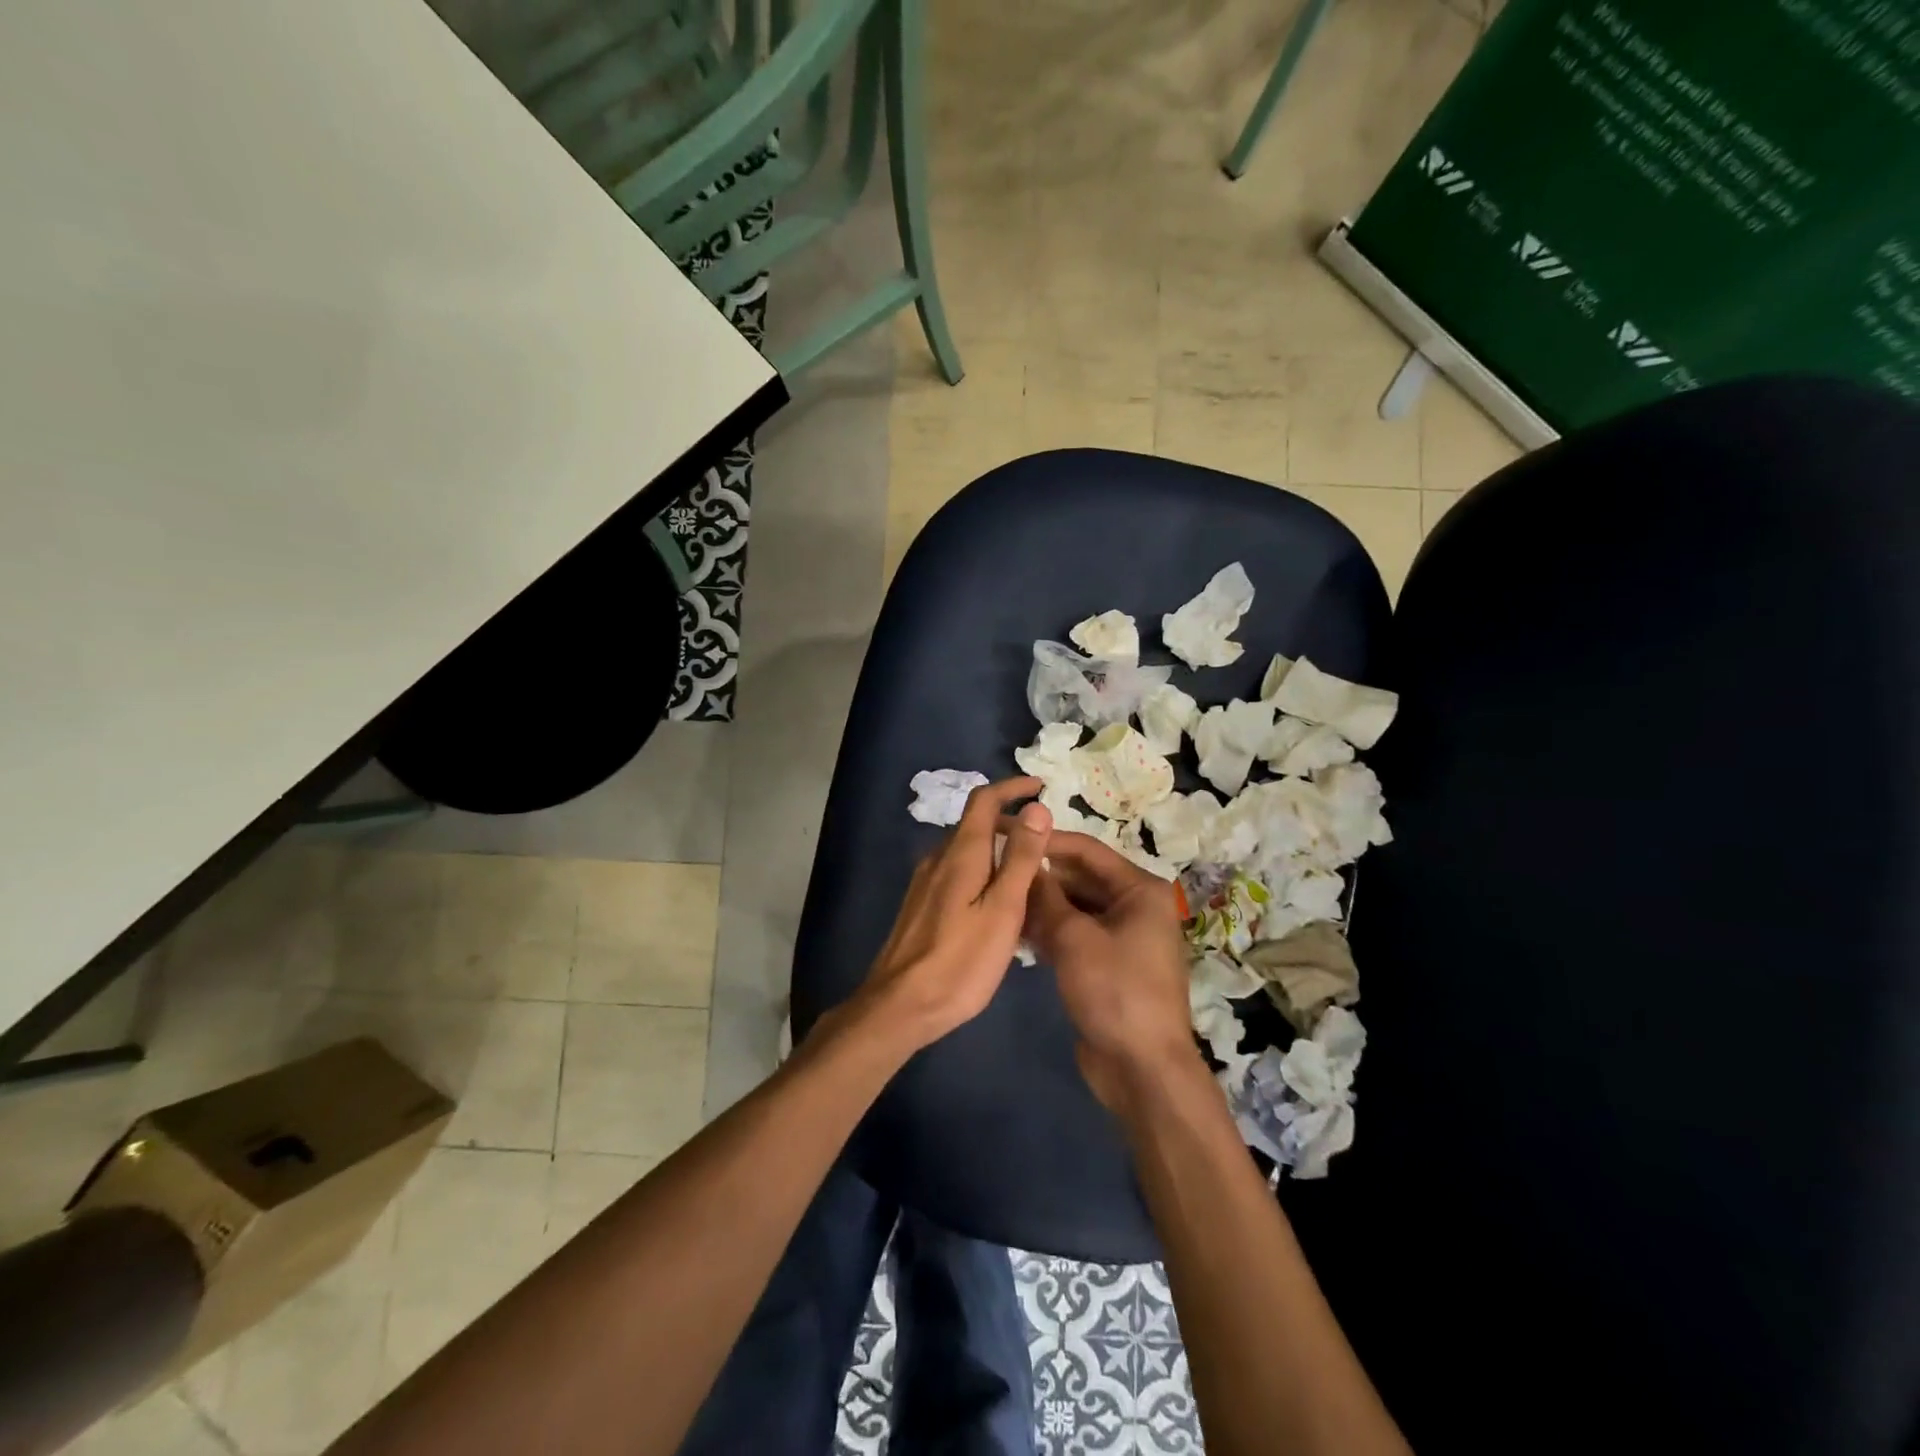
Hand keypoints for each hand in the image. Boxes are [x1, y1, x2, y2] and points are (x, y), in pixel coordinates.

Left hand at [856, 776, 1052, 1049]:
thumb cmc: (960, 960)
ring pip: (967, 851)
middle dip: (1010, 822)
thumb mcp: (1003, 909)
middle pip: (975, 824)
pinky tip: (998, 903)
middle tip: (1046, 841)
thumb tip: (1036, 808)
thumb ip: (1020, 858)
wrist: (900, 1005)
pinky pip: (957, 873)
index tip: (1041, 787)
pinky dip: (983, 872)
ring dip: (998, 850)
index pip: (984, 800)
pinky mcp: (921, 905)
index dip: (1012, 788)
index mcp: (960, 853)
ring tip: (1030, 872)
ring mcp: (925, 882)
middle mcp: (938, 858)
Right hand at [1023, 832, 1199, 1111]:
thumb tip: (1024, 863)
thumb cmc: (1114, 991)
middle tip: (995, 869)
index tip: (1006, 834)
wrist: (1142, 1069)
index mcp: (1139, 889)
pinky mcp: (1108, 963)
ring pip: (1075, 906)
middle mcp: (1135, 905)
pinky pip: (1076, 933)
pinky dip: (1051, 930)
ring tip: (998, 898)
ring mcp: (1123, 936)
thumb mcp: (1074, 938)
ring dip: (1042, 905)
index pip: (1086, 850)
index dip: (1046, 840)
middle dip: (1041, 876)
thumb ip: (1046, 896)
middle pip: (1080, 877)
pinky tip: (1016, 931)